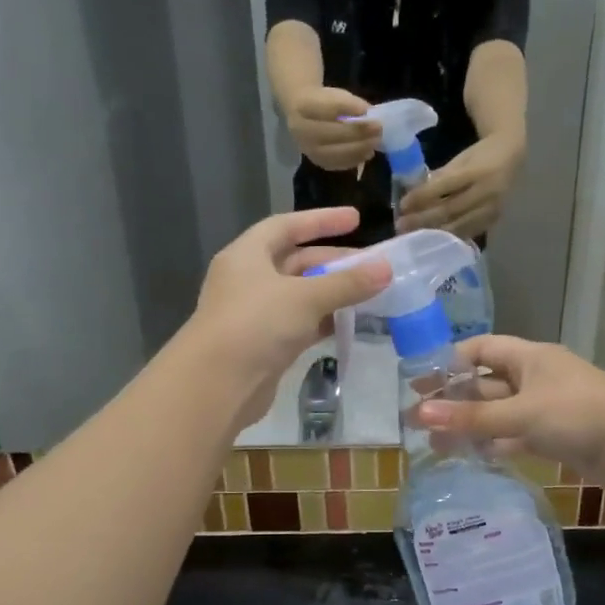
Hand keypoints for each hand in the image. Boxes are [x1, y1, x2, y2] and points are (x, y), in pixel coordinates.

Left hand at [187, 207, 391, 428]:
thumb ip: (347, 283)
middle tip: (372, 266)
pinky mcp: (265, 345)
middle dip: (334, 262)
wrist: (218, 384)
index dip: (321, 221)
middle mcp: (248, 280)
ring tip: (369, 294)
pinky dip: (324, 321)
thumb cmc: (257, 324)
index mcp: (247, 256)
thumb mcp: (306, 297)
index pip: (286, 226)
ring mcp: (255, 315)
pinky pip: (300, 324)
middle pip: (296, 262)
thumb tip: (386, 269)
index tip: (356, 219)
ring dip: (332, 293)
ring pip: (300, 295)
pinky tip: (350, 322)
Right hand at [286, 87, 382, 171]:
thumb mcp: (335, 95)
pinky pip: (338, 164)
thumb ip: (350, 104)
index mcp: (303, 106)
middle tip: (378, 129)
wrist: (301, 117)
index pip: (327, 107)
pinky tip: (368, 153)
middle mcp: (301, 130)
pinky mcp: (317, 162)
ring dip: (359, 148)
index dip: (349, 108)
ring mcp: (308, 149)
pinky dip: (355, 159)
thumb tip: (371, 116)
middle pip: (332, 133)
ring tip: (375, 142)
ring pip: (335, 152)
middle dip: (358, 132)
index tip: (369, 110)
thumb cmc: (323, 103)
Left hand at [397, 134, 522, 237]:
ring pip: (458, 225)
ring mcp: (492, 208)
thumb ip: (441, 176)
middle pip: (450, 209)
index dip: (422, 196)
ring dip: (433, 232)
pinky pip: (468, 232)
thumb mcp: (461, 159)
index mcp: (477, 170)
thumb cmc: (481, 156)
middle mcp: (486, 191)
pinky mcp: (494, 220)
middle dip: (423, 219)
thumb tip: (415, 194)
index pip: (445, 185)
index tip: (402, 204)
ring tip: (413, 235)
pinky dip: (449, 237)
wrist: (513, 157)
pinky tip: (433, 240)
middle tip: (401, 225)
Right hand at [415, 336, 604, 483]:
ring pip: (499, 413)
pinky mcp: (555, 435)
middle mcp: (535, 377)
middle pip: (486, 384)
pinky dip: (495, 444)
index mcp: (529, 357)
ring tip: (436, 445)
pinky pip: (516, 436)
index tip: (420, 381)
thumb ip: (471, 417)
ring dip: (471, 426)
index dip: (450, 362)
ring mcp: (546, 408)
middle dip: (454, 400)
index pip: (481, 349)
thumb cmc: (575, 414)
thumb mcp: (519, 413)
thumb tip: (420, 415)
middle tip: (419, 419)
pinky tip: (472, 456)